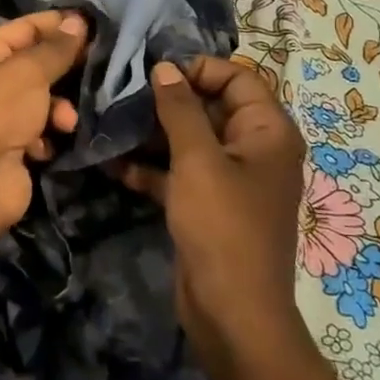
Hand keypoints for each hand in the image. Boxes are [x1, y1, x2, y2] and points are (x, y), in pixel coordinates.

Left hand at [0, 10, 88, 238]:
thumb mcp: (29, 71)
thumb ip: (57, 48)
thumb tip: (78, 21)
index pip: (22, 29)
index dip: (55, 24)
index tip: (91, 23)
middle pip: (33, 67)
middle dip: (63, 69)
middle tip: (98, 65)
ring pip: (40, 102)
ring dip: (59, 108)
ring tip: (66, 121)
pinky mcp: (9, 150)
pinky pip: (38, 133)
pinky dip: (48, 136)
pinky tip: (51, 144)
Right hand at [118, 56, 309, 379]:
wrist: (232, 312)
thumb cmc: (222, 226)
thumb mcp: (198, 160)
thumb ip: (180, 109)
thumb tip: (164, 67)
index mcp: (267, 131)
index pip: (236, 78)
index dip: (197, 70)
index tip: (154, 74)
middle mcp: (253, 149)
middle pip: (210, 106)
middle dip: (167, 101)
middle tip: (122, 96)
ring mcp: (230, 178)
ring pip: (189, 139)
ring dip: (152, 134)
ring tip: (111, 124)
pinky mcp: (207, 204)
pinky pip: (179, 172)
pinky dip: (151, 167)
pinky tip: (114, 163)